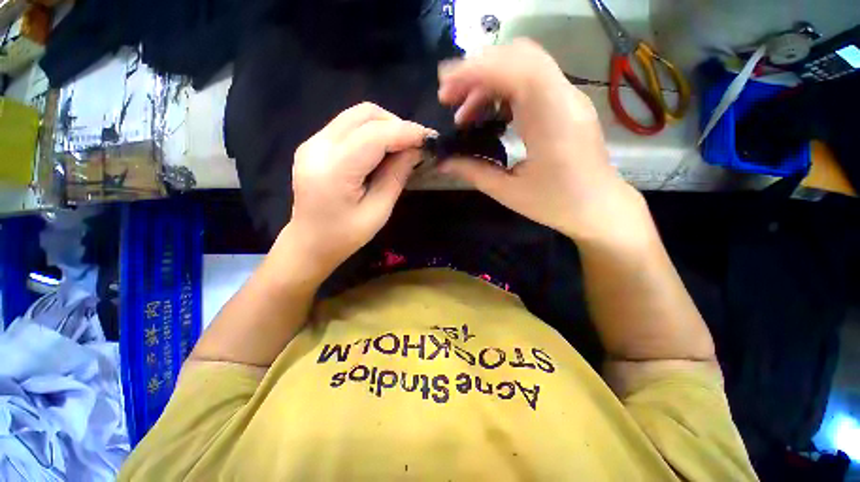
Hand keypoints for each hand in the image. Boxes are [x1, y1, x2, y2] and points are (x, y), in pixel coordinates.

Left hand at [277, 103, 431, 282]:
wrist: (309, 242)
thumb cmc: (345, 236)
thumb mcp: (378, 212)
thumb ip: (396, 177)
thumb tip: (414, 150)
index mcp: (334, 170)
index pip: (374, 135)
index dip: (405, 132)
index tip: (428, 138)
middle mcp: (318, 147)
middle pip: (364, 115)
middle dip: (396, 124)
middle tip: (415, 144)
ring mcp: (312, 142)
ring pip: (356, 115)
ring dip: (384, 125)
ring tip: (401, 146)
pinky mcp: (314, 144)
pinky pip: (348, 125)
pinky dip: (371, 131)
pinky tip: (382, 150)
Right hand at [437, 39, 647, 246]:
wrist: (598, 208)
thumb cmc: (555, 204)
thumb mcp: (508, 191)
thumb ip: (473, 171)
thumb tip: (442, 161)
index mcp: (552, 120)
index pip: (517, 70)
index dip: (476, 70)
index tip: (445, 89)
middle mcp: (564, 98)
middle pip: (519, 57)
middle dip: (477, 71)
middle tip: (449, 98)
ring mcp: (568, 98)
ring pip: (524, 66)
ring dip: (488, 81)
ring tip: (464, 113)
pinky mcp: (566, 104)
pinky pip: (532, 81)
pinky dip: (503, 89)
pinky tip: (489, 113)